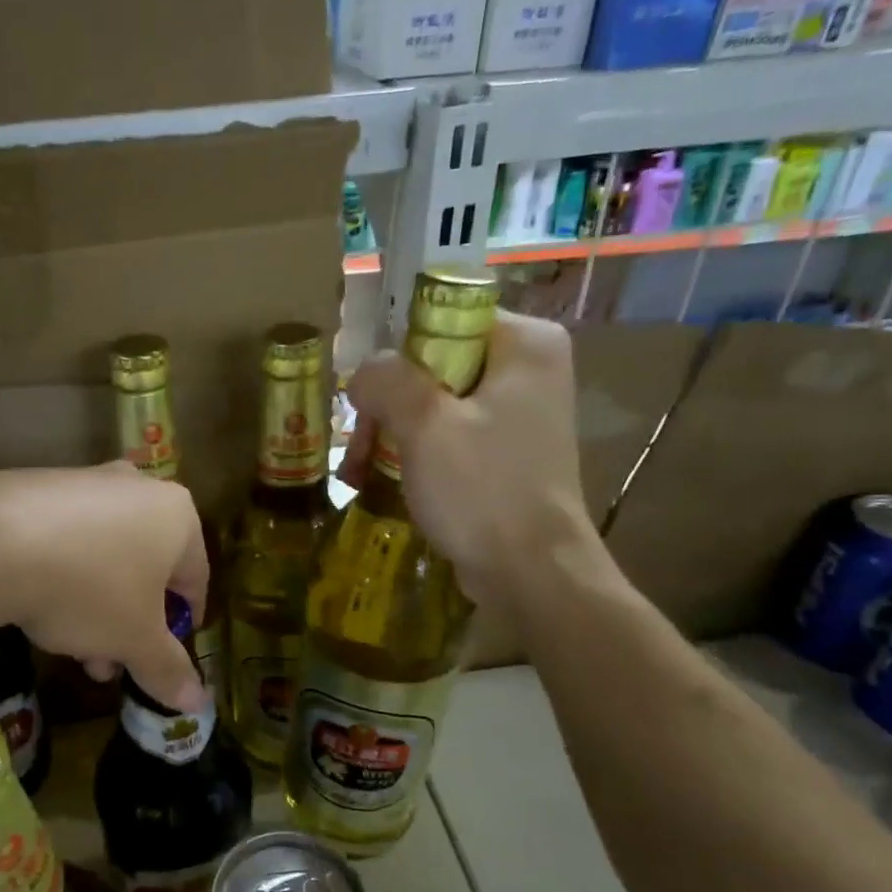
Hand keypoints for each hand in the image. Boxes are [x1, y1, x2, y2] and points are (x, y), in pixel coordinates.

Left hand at [0, 463, 208, 711]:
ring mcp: (86, 481)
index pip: (196, 577)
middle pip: (146, 568)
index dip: (183, 622)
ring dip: (97, 607)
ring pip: (105, 556)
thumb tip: (196, 702)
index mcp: (177, 516)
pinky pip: (66, 538)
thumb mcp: (135, 640)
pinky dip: (63, 574)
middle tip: (111, 663)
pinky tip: (39, 607)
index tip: (168, 655)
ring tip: (71, 648)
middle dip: (130, 623)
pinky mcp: (38, 485)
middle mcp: (138, 488)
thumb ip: (168, 668)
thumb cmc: (90, 589)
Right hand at [340, 311, 593, 604]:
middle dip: (388, 406)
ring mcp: (517, 414)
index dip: (396, 352)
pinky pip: (447, 436)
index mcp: (525, 344)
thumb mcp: (426, 426)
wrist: (531, 573)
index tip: (366, 394)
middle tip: (360, 446)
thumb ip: (387, 381)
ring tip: (360, 472)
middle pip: (433, 364)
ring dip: (390, 434)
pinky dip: (413, 454)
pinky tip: (381, 481)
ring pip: (434, 403)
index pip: (443, 318)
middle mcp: (527, 370)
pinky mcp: (504, 452)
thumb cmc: (483, 490)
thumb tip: (362, 371)